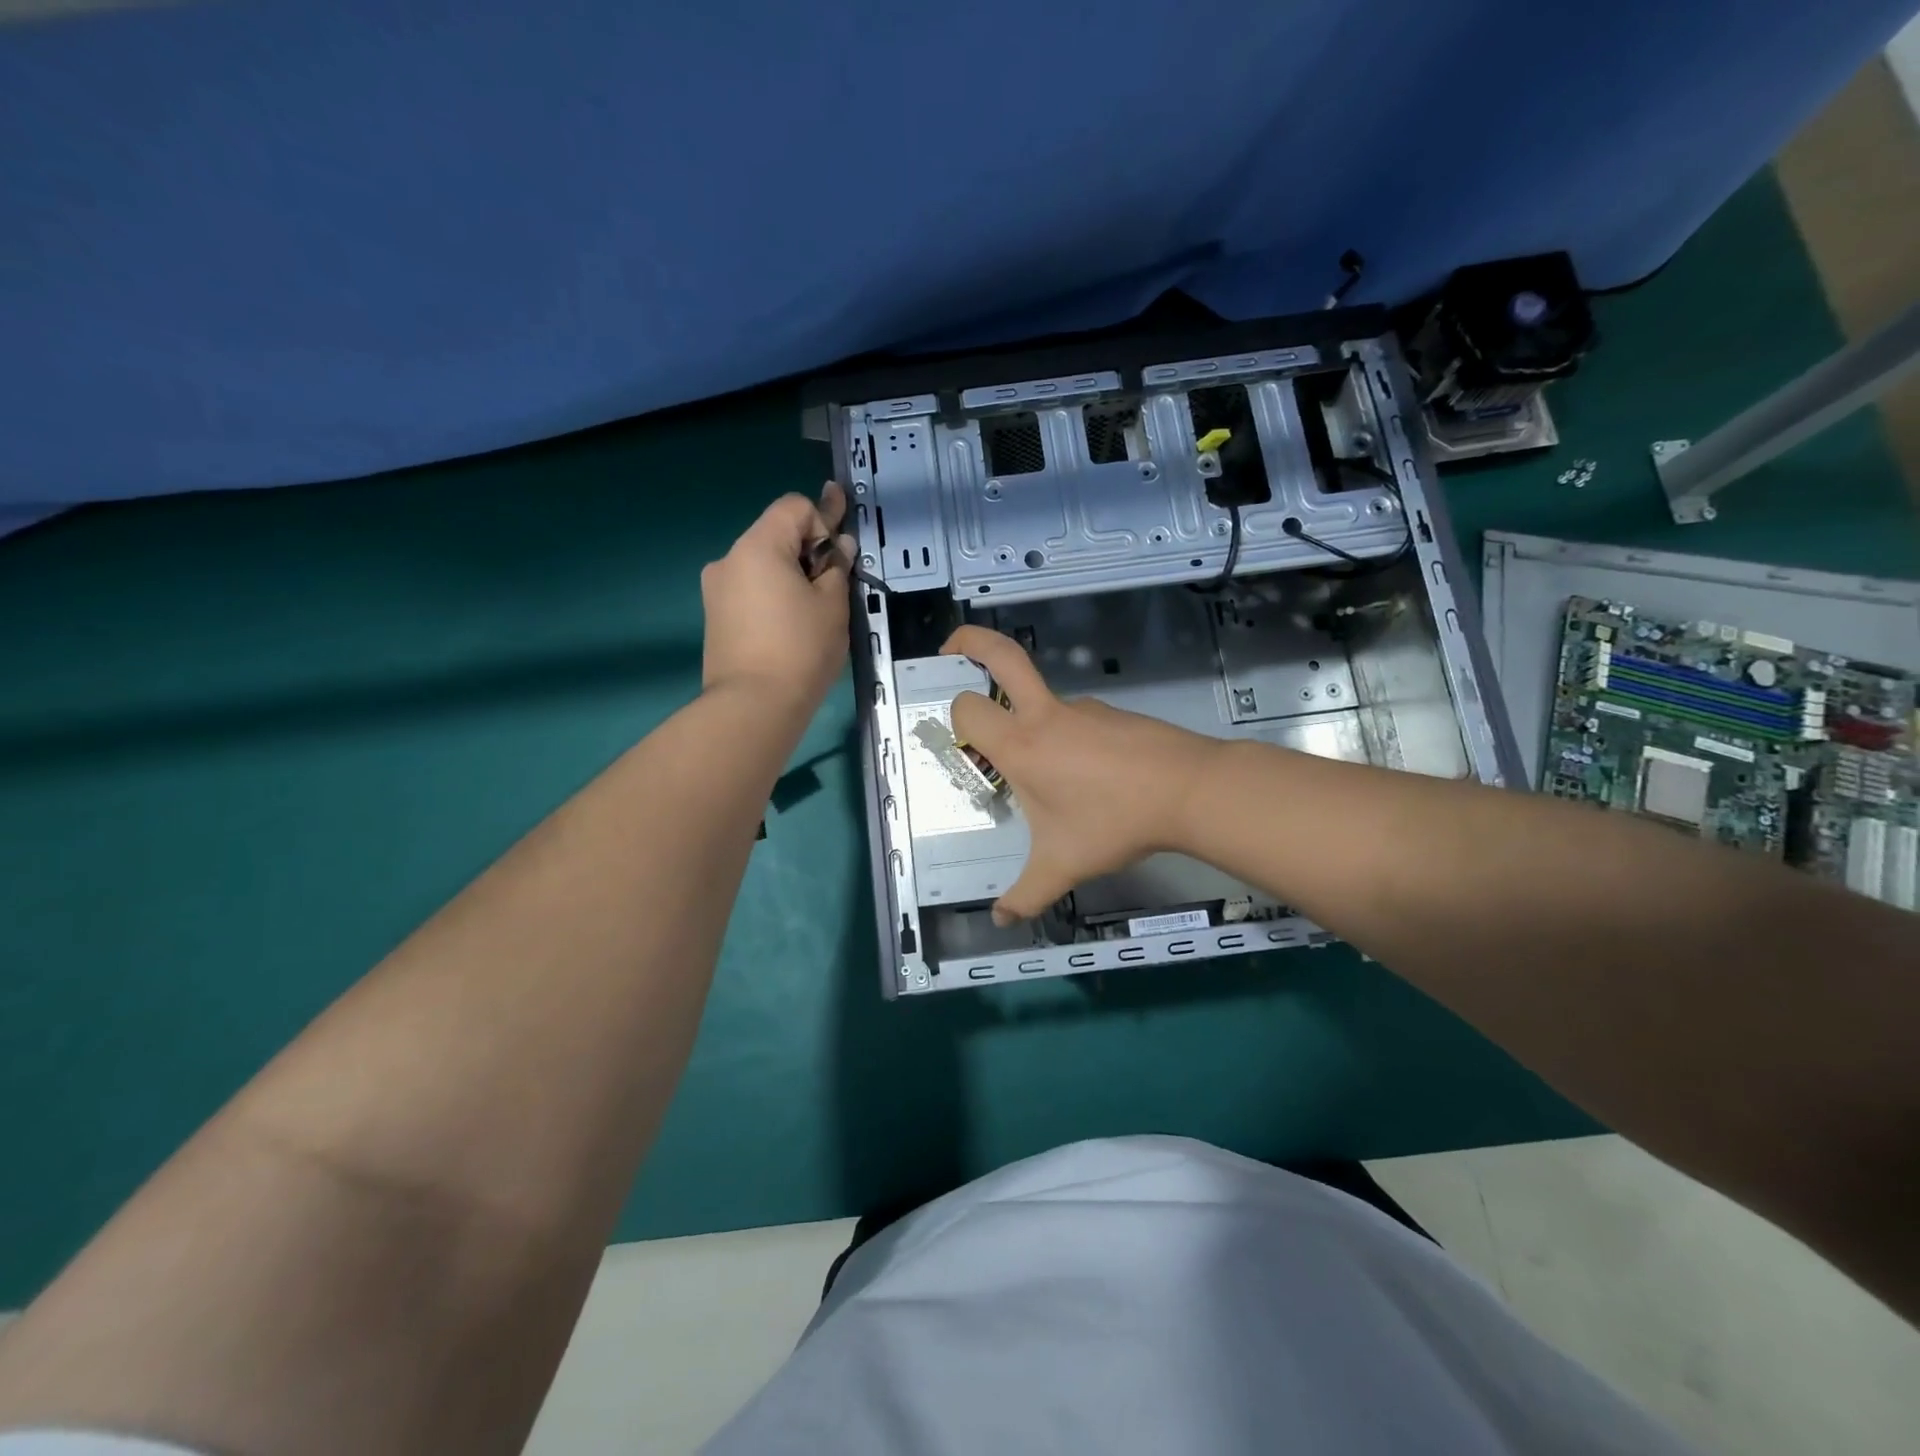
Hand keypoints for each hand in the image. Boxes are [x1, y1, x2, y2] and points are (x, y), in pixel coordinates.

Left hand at [701, 483, 853, 711]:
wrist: (754, 705)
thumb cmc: (800, 649)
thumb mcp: (833, 605)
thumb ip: (838, 567)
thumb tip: (839, 547)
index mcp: (758, 545)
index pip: (795, 506)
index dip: (824, 525)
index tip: (835, 564)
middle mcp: (729, 558)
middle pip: (777, 535)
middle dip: (807, 554)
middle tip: (831, 590)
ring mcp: (717, 589)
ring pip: (763, 566)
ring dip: (790, 578)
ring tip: (810, 617)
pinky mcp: (715, 616)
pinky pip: (750, 592)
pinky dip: (772, 599)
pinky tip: (788, 631)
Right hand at [942, 625, 1221, 923]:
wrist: (1189, 790)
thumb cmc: (1114, 822)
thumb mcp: (1063, 865)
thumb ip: (1026, 894)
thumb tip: (1002, 918)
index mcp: (1021, 745)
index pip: (967, 707)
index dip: (955, 718)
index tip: (960, 740)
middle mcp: (1045, 715)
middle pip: (1001, 654)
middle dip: (969, 641)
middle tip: (949, 649)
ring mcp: (1082, 708)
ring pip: (1040, 699)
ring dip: (1028, 720)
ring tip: (1050, 779)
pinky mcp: (1111, 713)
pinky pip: (1075, 720)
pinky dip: (1067, 738)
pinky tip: (1088, 779)